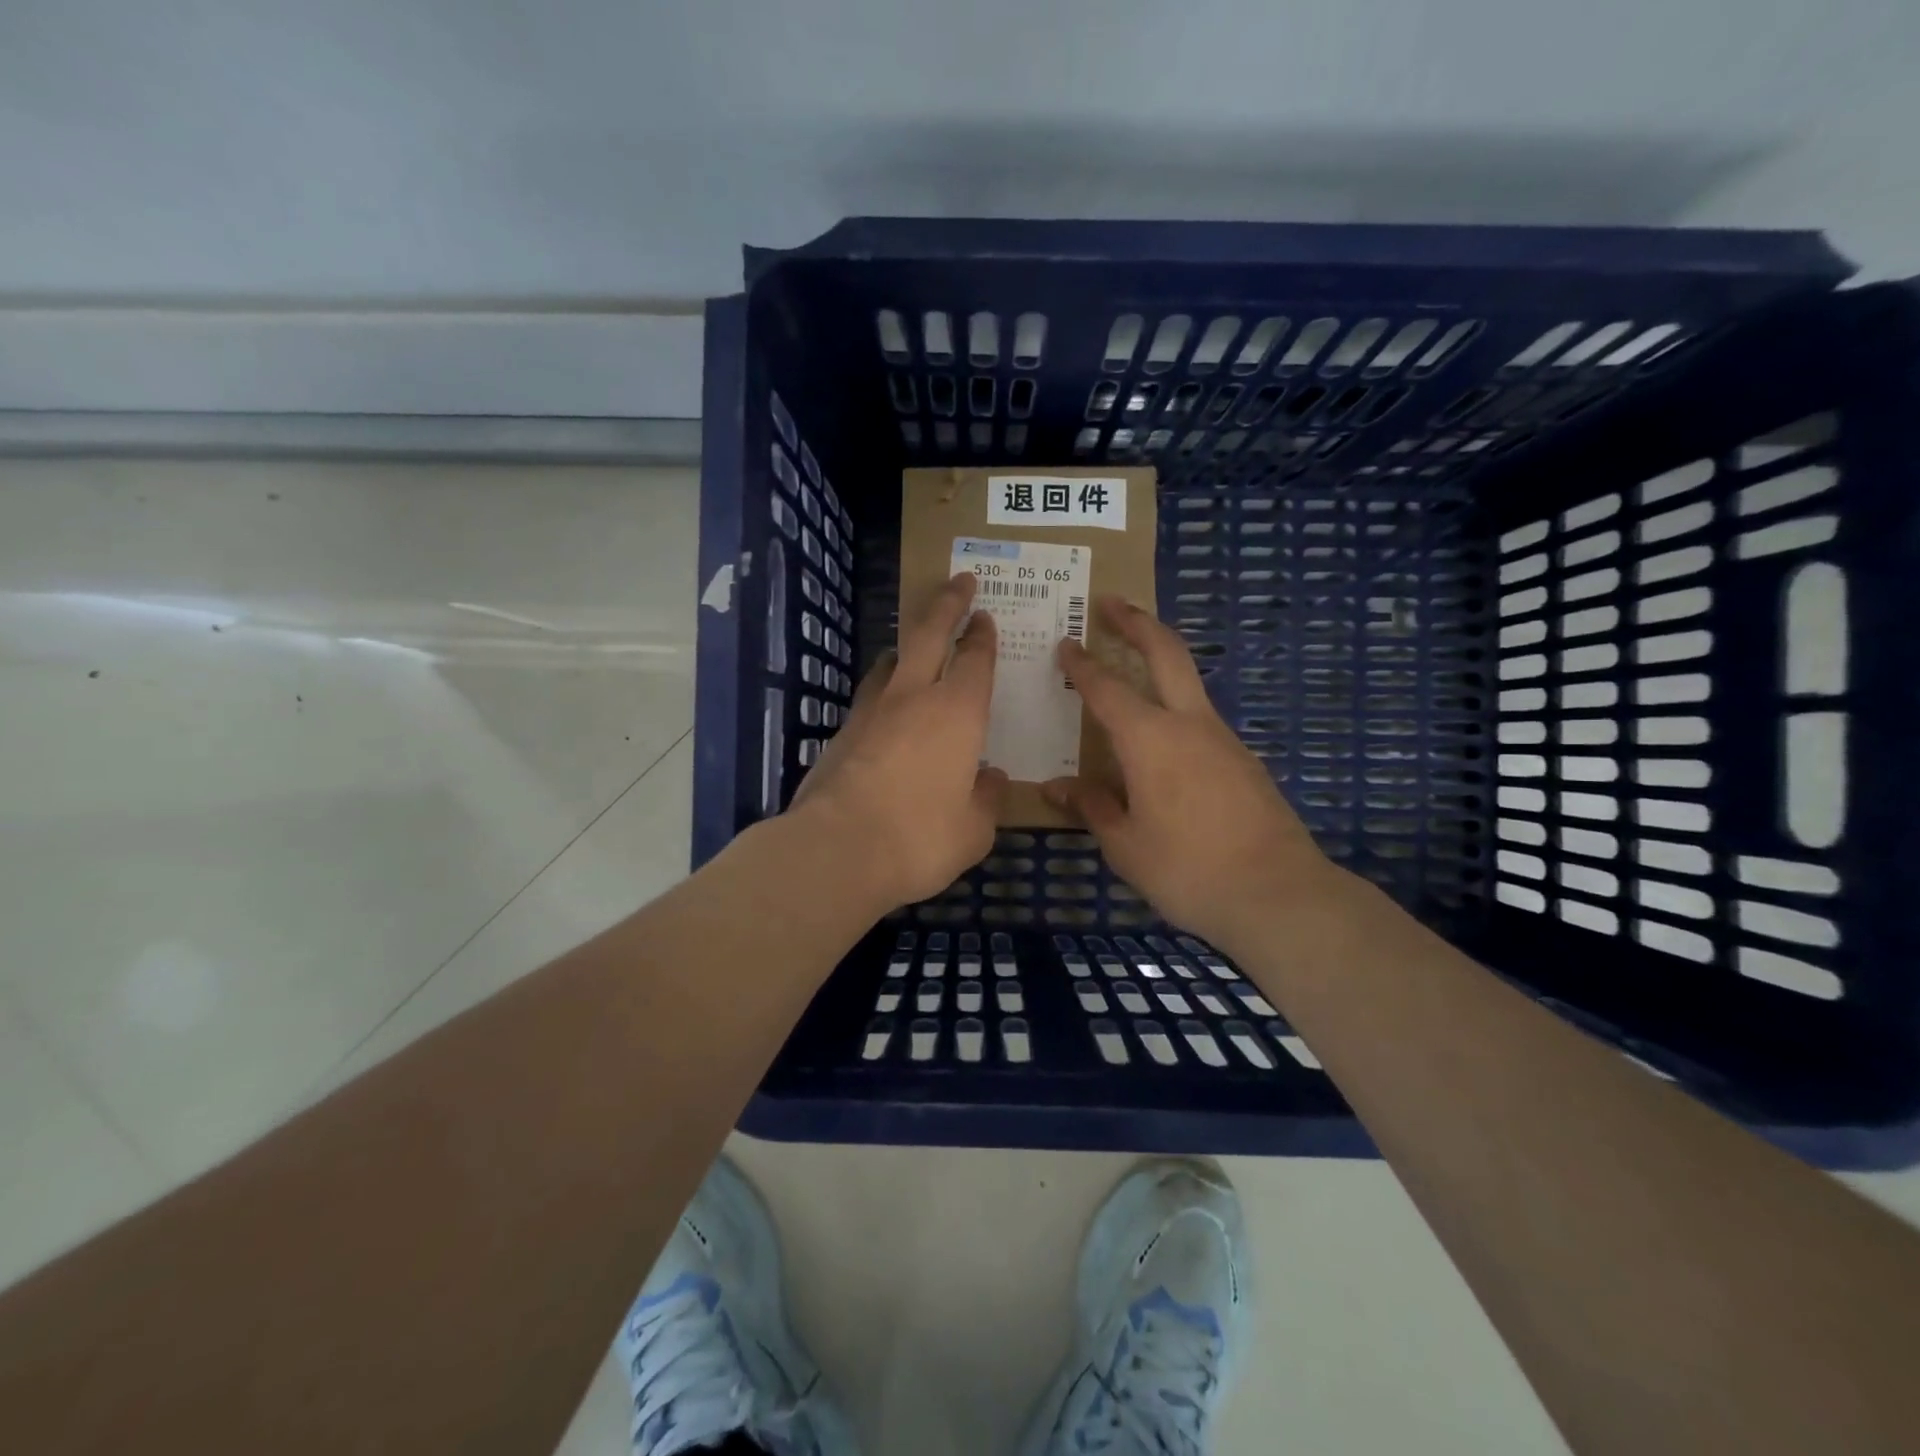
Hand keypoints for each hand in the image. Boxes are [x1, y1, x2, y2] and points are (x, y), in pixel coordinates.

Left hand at [789, 572, 1007, 912]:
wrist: (836, 850)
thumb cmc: (920, 838)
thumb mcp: (973, 830)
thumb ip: (986, 798)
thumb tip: (990, 777)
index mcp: (958, 713)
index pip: (975, 660)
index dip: (982, 636)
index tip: (984, 616)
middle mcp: (913, 698)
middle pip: (930, 634)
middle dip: (947, 603)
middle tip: (959, 581)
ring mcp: (870, 711)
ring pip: (892, 660)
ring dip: (908, 645)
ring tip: (915, 644)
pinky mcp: (841, 732)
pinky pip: (869, 695)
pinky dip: (884, 688)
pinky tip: (885, 706)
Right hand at [1041, 596, 1344, 950]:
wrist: (1279, 894)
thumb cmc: (1188, 870)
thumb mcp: (1126, 846)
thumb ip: (1092, 807)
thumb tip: (1057, 787)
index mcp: (1150, 739)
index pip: (1106, 688)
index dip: (1082, 664)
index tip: (1065, 643)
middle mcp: (1189, 724)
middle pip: (1165, 652)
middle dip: (1136, 621)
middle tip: (1111, 601)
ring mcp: (1223, 738)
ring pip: (1188, 682)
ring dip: (1159, 660)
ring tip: (1129, 666)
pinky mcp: (1243, 760)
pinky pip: (1200, 718)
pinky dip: (1174, 706)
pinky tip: (1161, 738)